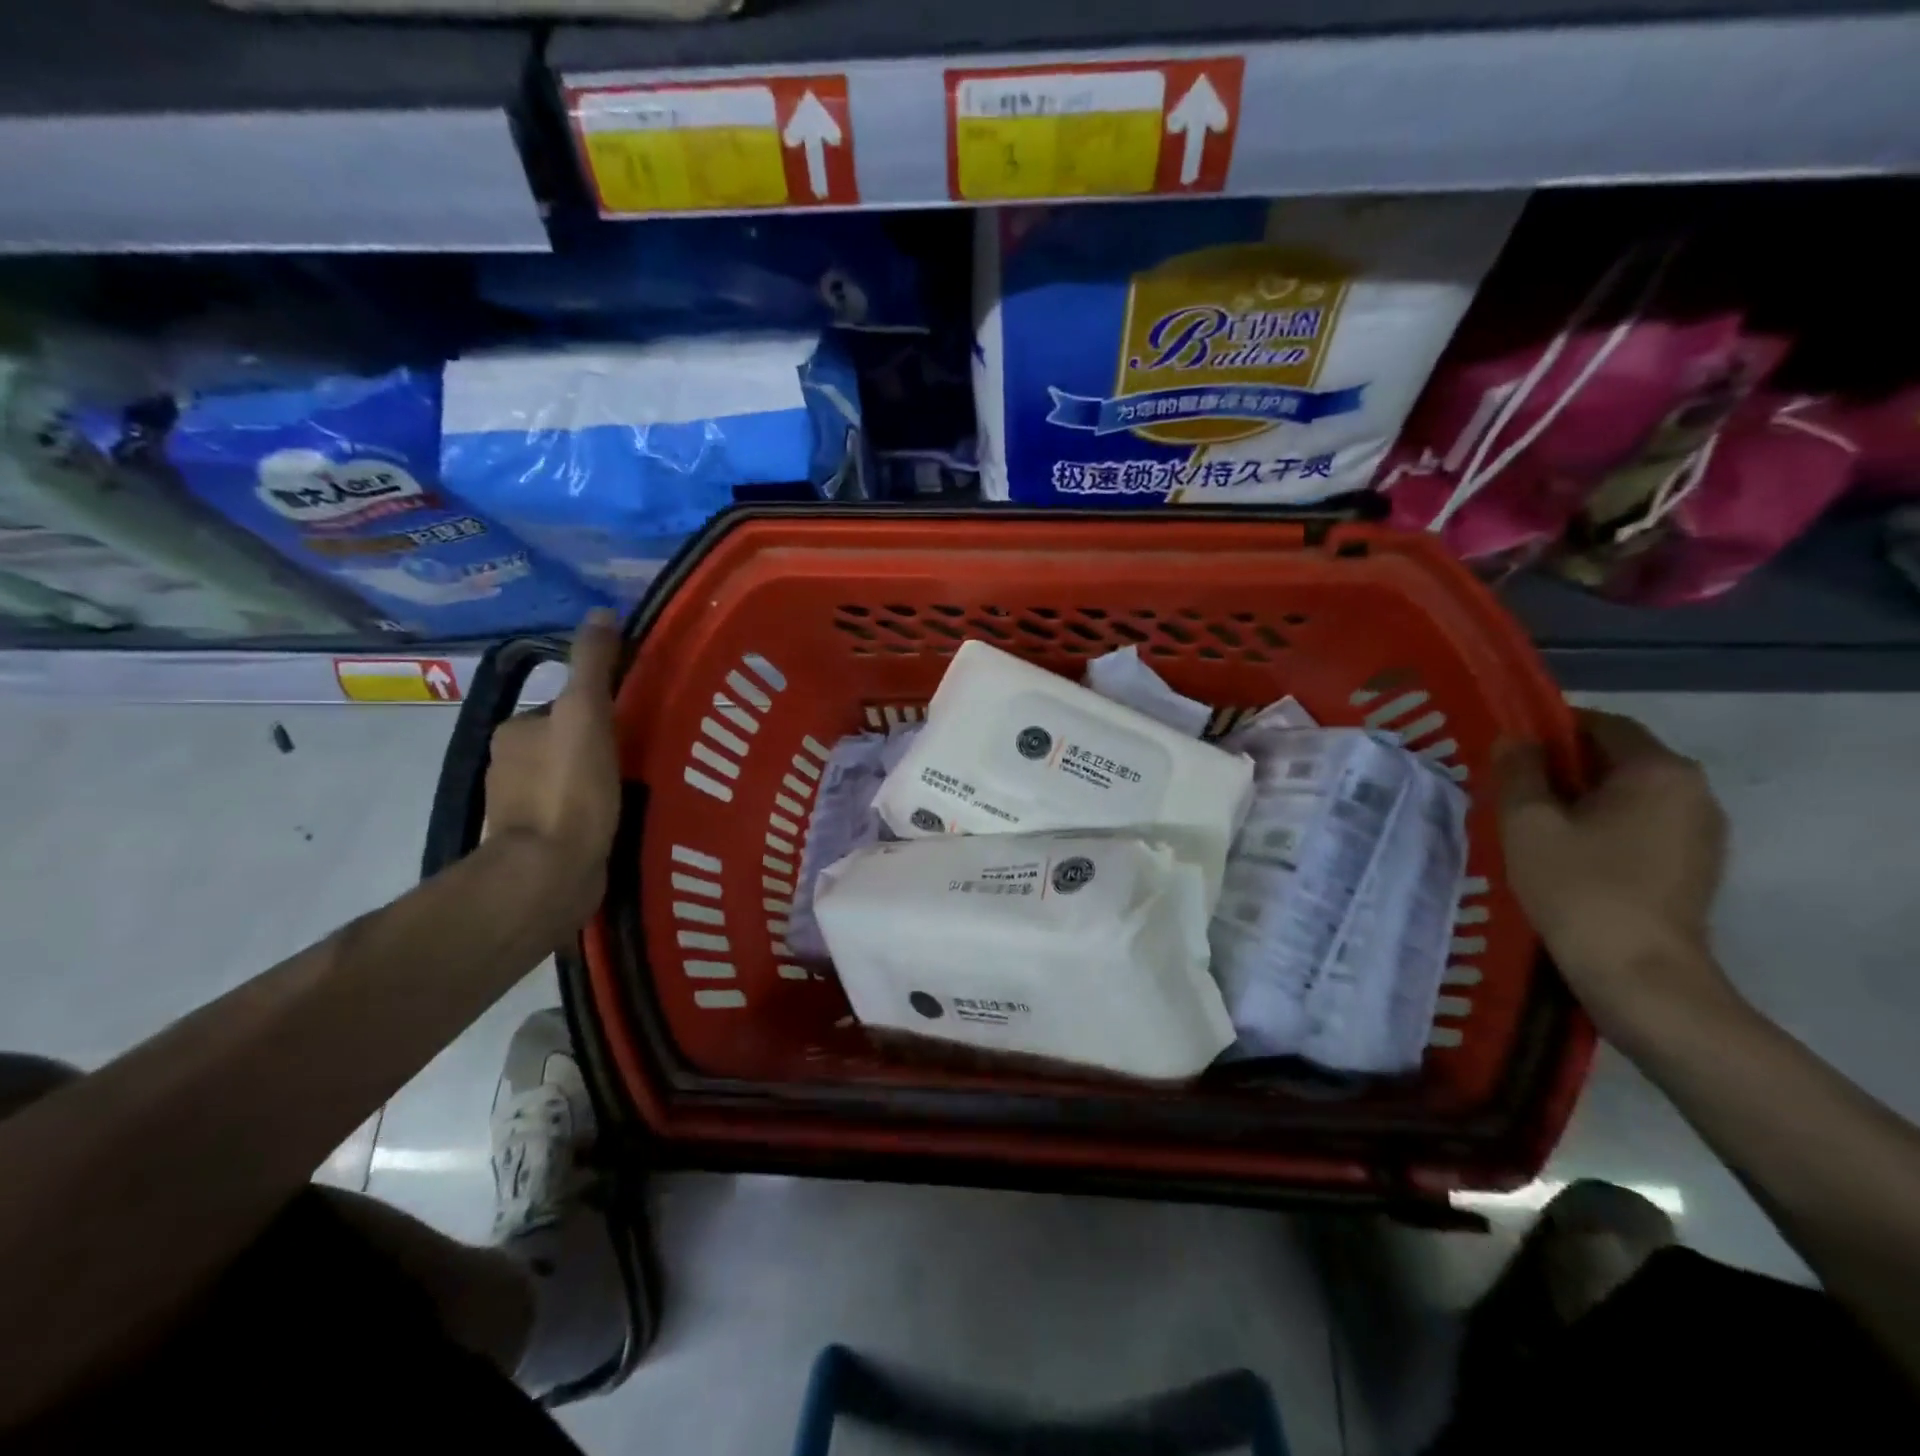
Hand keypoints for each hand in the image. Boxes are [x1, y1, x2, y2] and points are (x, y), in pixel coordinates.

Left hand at [484, 610, 621, 924]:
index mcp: (516, 732)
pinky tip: (625, 819)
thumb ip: (593, 665)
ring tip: (644, 786)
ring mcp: (523, 808)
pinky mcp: (541, 844)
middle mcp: (509, 766)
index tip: (636, 718)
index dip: (599, 708)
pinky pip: (574, 814)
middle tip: (648, 751)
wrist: (551, 871)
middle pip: (566, 742)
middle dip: (601, 745)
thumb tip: (601, 612)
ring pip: (570, 780)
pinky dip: (595, 811)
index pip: (564, 707)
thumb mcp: (587, 713)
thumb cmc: (570, 787)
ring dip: (599, 780)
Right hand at [1496, 709, 1735, 1040]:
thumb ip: (1518, 772)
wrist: (1639, 974)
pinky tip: (1566, 853)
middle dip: (1563, 766)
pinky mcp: (1695, 865)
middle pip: (1618, 758)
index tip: (1508, 750)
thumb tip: (1514, 740)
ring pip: (1629, 794)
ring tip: (1533, 823)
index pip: (1602, 724)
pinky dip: (1603, 826)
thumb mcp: (1528, 823)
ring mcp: (1702, 832)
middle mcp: (1693, 791)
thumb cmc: (1578, 887)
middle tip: (1512, 788)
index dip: (1550, 728)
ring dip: (1582, 798)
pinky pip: (1642, 825)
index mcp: (1658, 771)